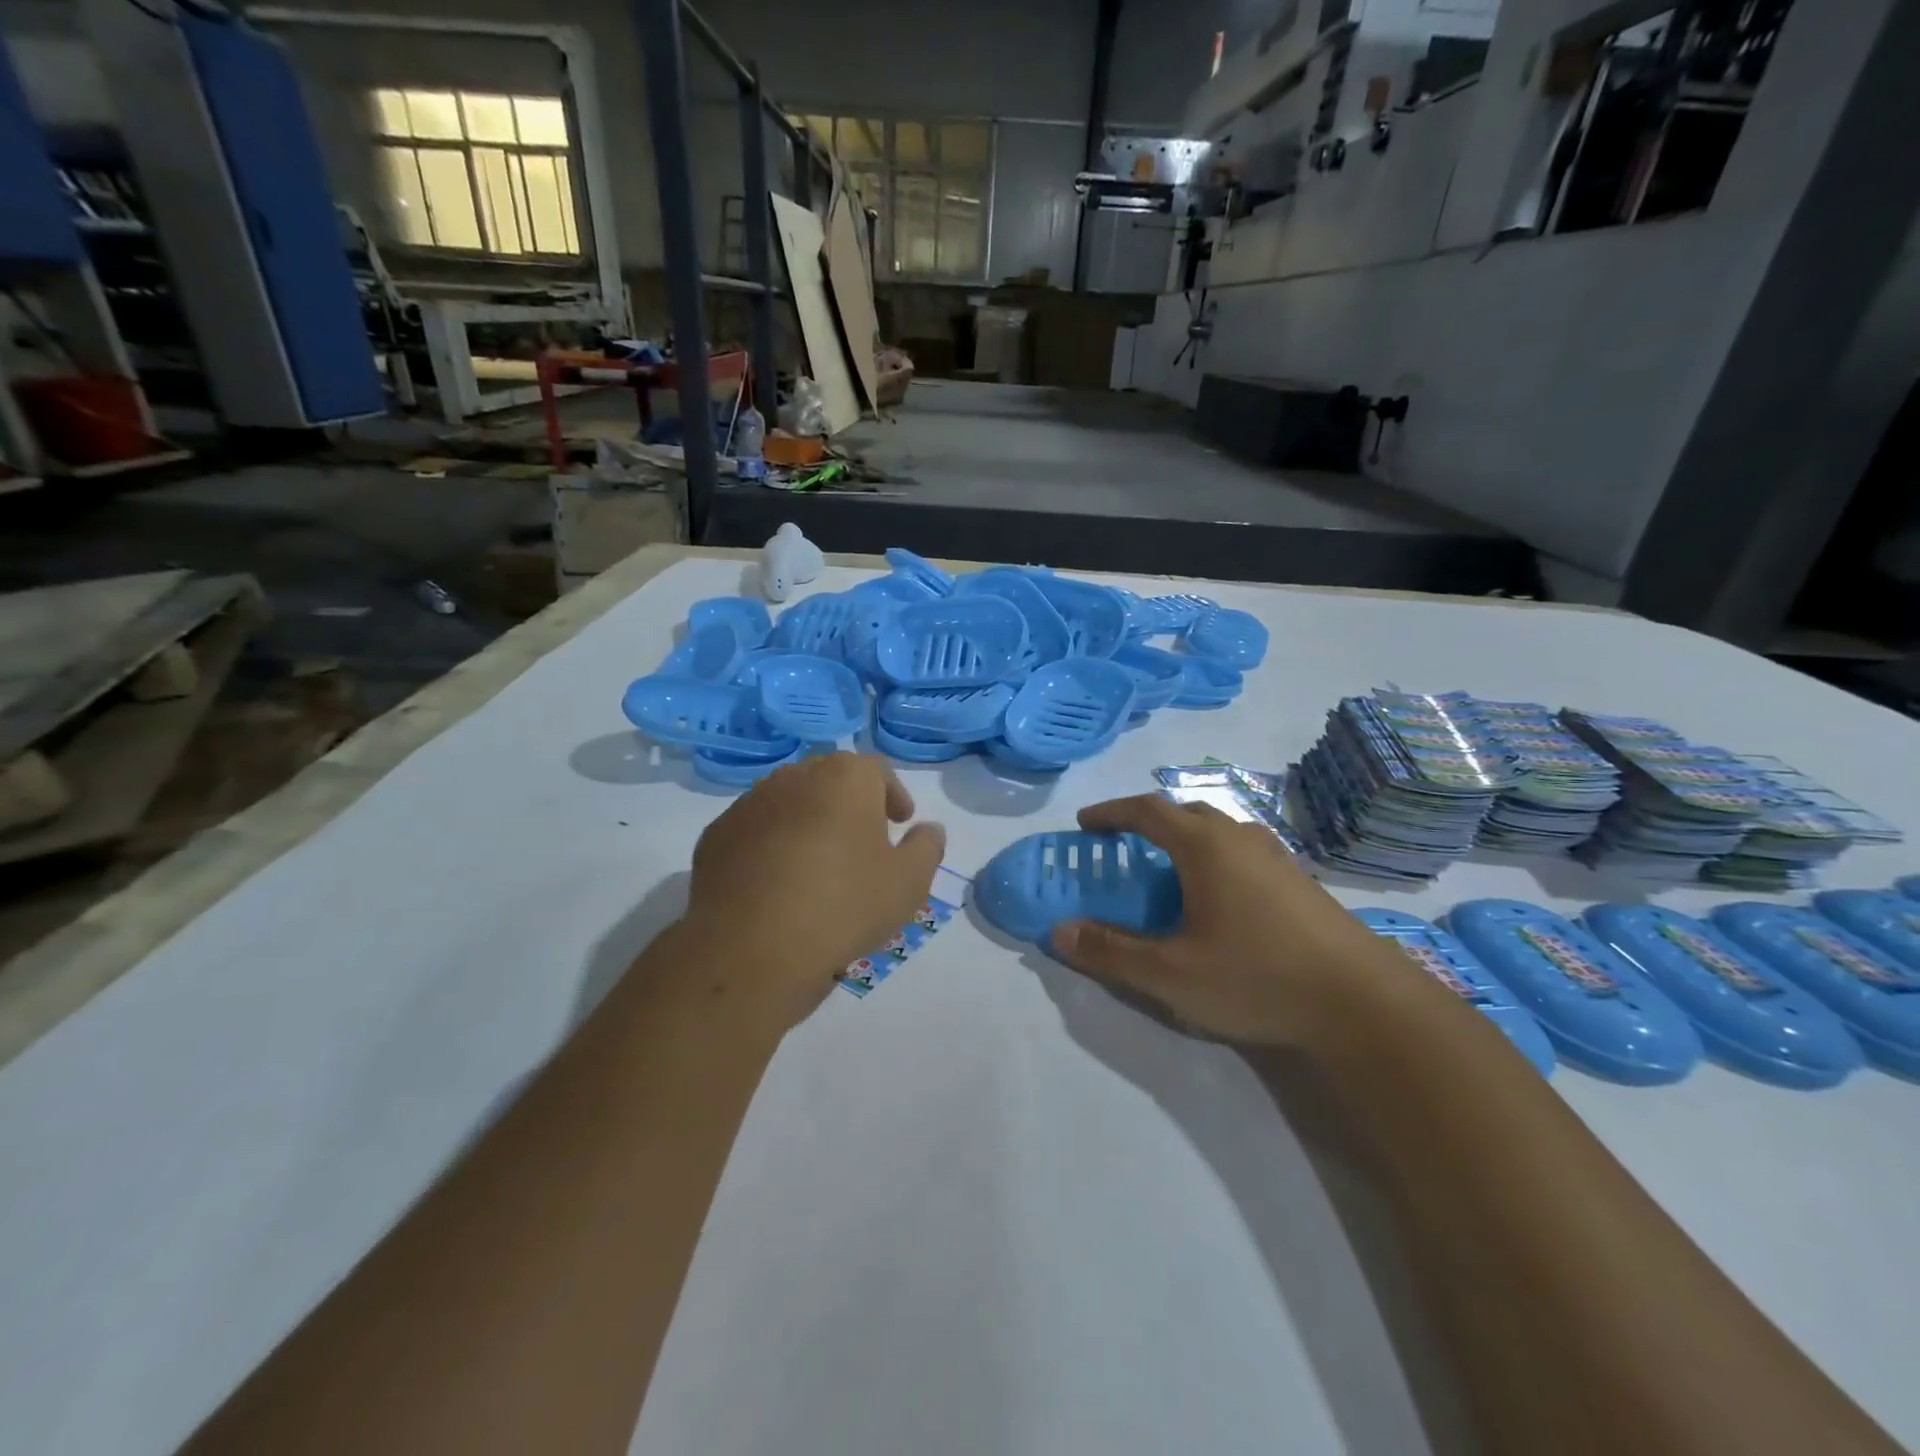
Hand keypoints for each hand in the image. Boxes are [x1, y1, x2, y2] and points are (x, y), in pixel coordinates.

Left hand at [677, 752, 946, 1028]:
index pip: (877, 772)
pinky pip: (755, 832)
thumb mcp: (908, 883)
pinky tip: (778, 885)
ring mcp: (749, 804)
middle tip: (863, 844)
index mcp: (845, 777)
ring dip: (808, 824)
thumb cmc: (844, 906)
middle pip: (831, 782)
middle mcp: (794, 776)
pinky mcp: (716, 836)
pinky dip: (771, 847)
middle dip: (850, 807)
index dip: (893, 796)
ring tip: (818, 867)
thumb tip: (929, 829)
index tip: (900, 823)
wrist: (752, 949)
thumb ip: (926, 848)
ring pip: (790, 804)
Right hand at [1050, 795, 1401, 1044]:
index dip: (1110, 812)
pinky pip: (1243, 853)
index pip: (1146, 810)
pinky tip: (1218, 901)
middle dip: (1148, 823)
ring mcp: (1277, 858)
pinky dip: (1215, 860)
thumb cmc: (1257, 976)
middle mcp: (1241, 838)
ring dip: (1185, 841)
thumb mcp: (1170, 973)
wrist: (1364, 1003)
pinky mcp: (1300, 883)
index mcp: (1205, 845)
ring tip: (1168, 874)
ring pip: (1219, 832)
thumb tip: (1058, 932)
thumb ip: (1110, 951)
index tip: (1084, 824)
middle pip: (1185, 812)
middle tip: (1125, 848)